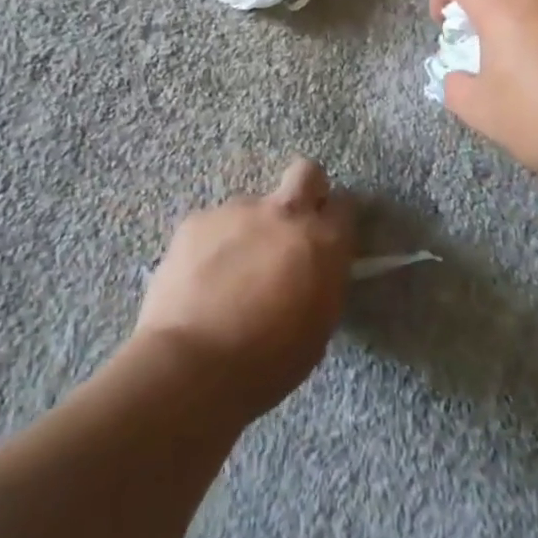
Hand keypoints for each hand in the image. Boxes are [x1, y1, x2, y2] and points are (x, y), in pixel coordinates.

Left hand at [134, 159, 355, 420]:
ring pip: (253, 207)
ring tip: (231, 274)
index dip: (336, 220)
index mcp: (323, 242)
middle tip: (292, 227)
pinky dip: (213, 245)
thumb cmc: (267, 363)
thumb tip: (315, 267)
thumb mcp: (317, 328)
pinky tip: (201, 279)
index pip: (345, 205)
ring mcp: (238, 210)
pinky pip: (214, 224)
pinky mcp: (198, 220)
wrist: (192, 365)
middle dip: (306, 190)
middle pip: (306, 172)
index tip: (328, 238)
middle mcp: (285, 213)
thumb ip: (322, 281)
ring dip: (250, 229)